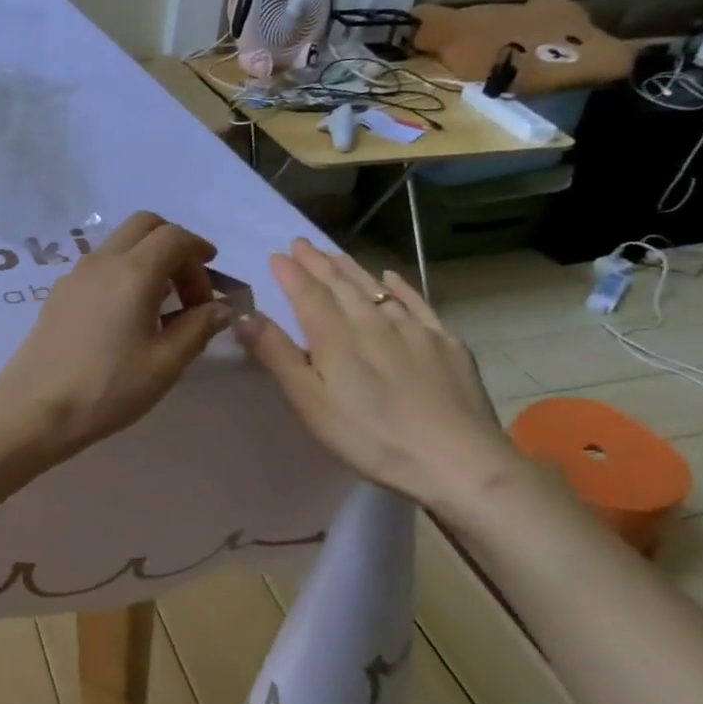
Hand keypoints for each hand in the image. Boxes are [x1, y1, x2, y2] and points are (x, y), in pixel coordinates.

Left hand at [0, 212, 232, 462]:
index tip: (211, 288)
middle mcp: (102, 262)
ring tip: (161, 305)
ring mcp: (75, 275)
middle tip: (189, 287)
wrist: (37, 408)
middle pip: (144, 225)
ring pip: (119, 243)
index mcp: (132, 273)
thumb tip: (220, 308)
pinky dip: (123, 272)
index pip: (174, 237)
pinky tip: (127, 314)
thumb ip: (197, 329)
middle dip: (174, 246)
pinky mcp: (59, 293)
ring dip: (147, 258)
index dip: (199, 254)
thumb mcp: (164, 364)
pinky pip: (99, 265)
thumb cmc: (107, 388)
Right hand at [236, 239, 518, 508]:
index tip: (276, 254)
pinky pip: (416, 303)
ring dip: (351, 268)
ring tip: (334, 254)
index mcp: (335, 337)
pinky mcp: (446, 344)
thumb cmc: (370, 438)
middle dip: (317, 262)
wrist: (458, 461)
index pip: (307, 293)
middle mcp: (373, 321)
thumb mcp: (310, 402)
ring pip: (375, 288)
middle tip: (301, 243)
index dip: (290, 273)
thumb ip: (277, 355)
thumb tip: (244, 315)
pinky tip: (391, 277)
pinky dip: (400, 287)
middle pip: (340, 284)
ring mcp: (414, 330)